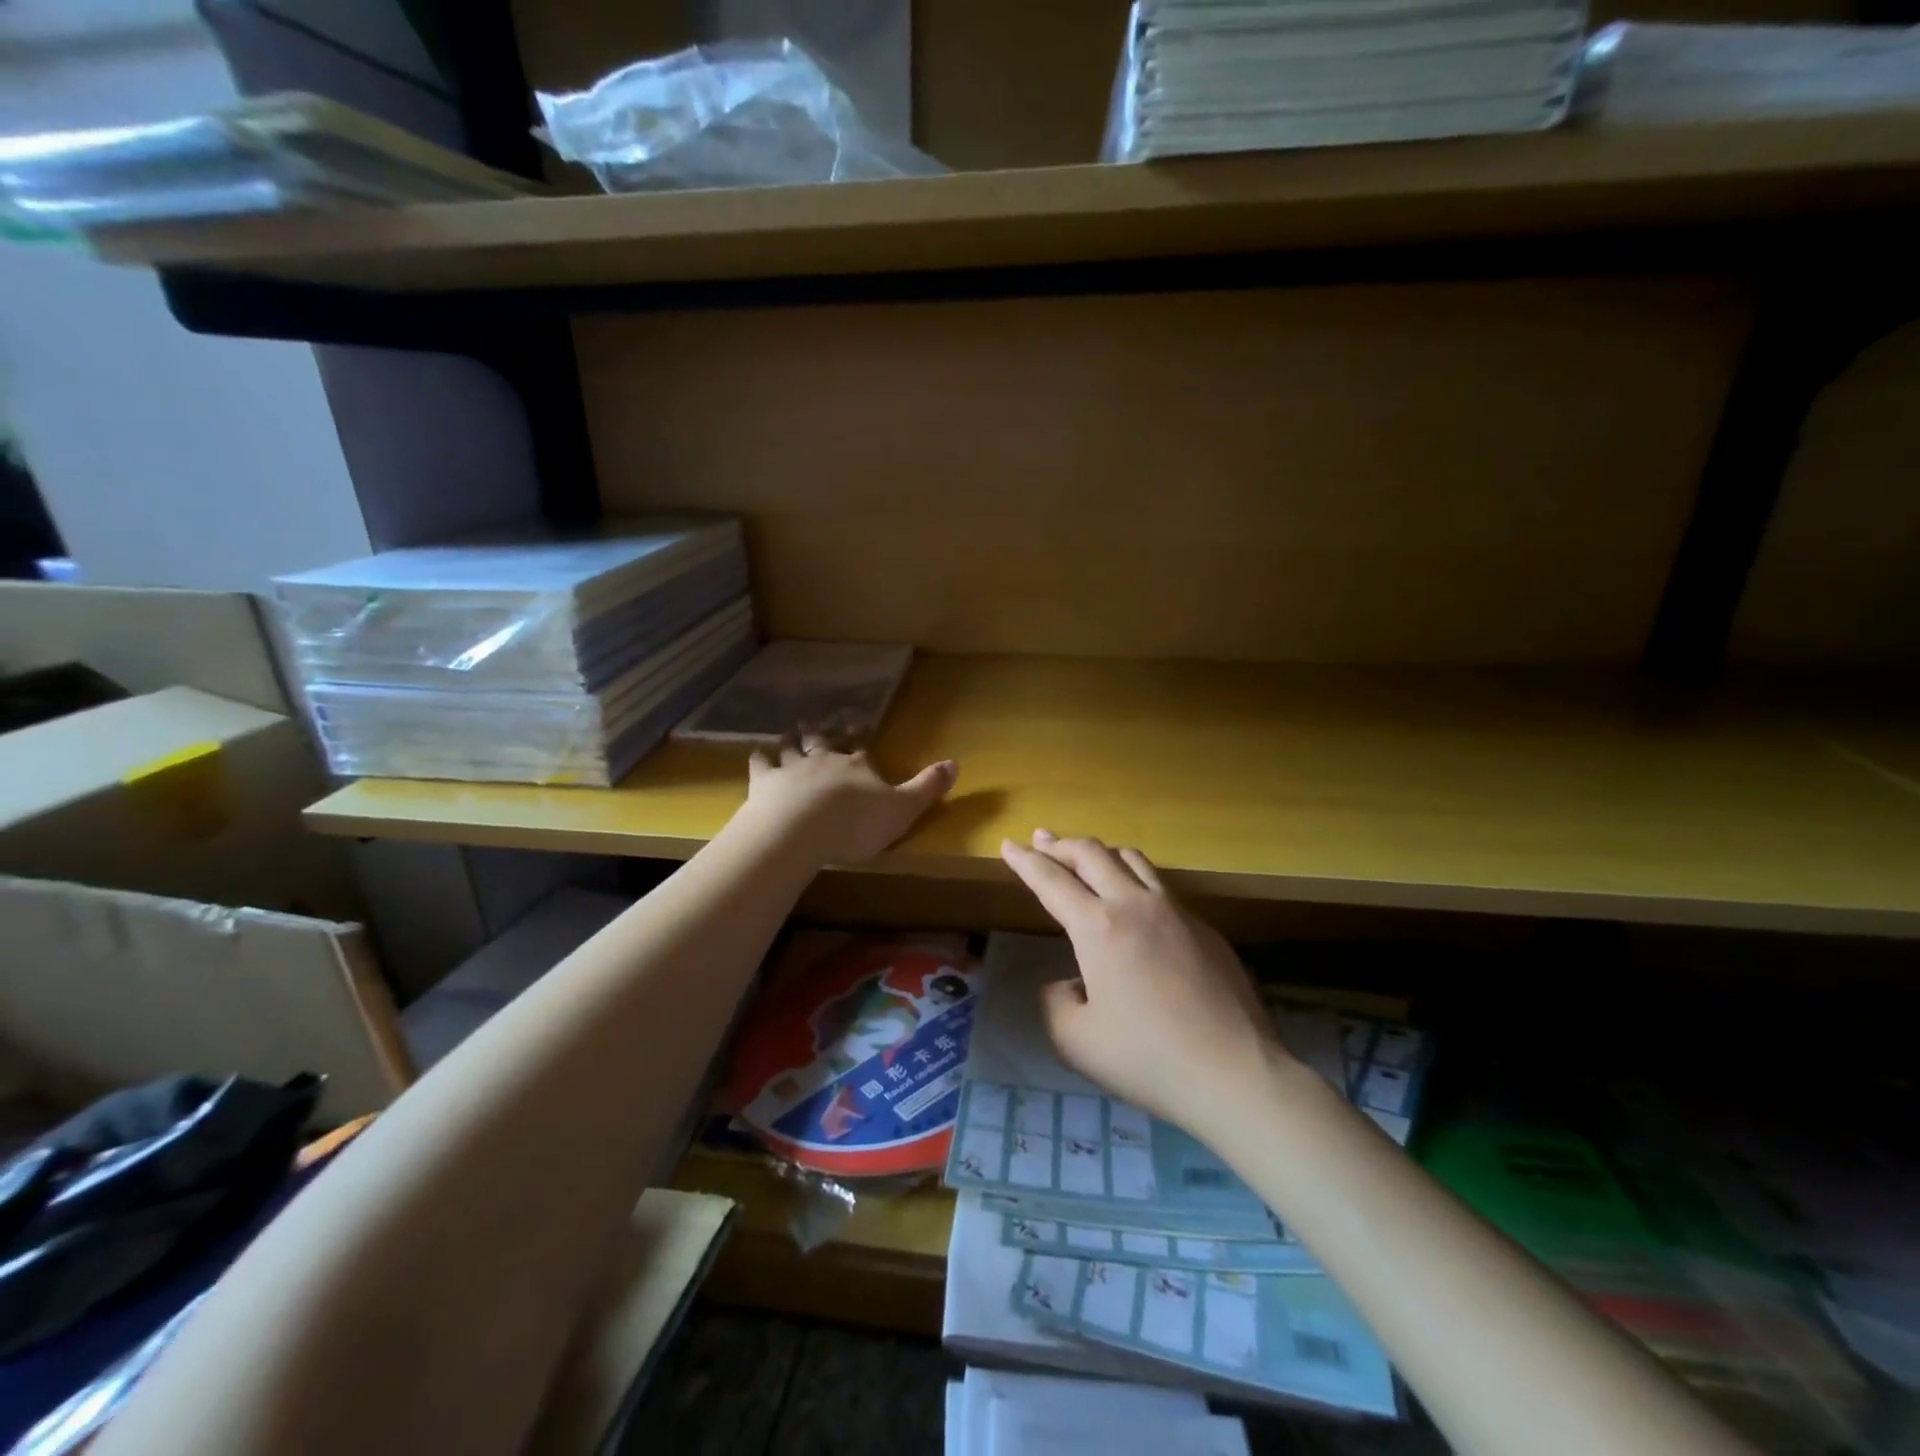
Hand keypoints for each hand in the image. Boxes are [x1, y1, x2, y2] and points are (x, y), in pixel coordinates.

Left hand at [741, 734, 955, 865]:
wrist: (802, 828)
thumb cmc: (857, 823)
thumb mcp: (904, 809)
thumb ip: (927, 787)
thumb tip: (956, 763)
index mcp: (858, 765)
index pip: (860, 748)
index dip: (859, 738)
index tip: (856, 726)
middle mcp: (825, 759)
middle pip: (823, 742)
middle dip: (821, 733)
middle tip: (815, 722)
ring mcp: (792, 768)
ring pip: (791, 748)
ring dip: (790, 741)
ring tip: (787, 733)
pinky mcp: (764, 782)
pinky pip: (761, 765)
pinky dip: (759, 758)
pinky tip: (756, 754)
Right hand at [1000, 831, 1283, 1137]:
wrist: (1234, 1073)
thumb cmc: (1147, 1059)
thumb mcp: (1076, 1042)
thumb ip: (1056, 1003)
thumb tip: (1069, 984)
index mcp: (1098, 927)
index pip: (1051, 880)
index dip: (1025, 861)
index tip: (1008, 845)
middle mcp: (1135, 905)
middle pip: (1091, 854)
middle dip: (1060, 844)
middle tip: (1040, 840)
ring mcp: (1176, 911)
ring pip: (1132, 859)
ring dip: (1100, 852)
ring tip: (1086, 858)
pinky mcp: (1205, 928)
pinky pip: (1161, 888)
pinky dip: (1134, 880)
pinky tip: (1134, 905)